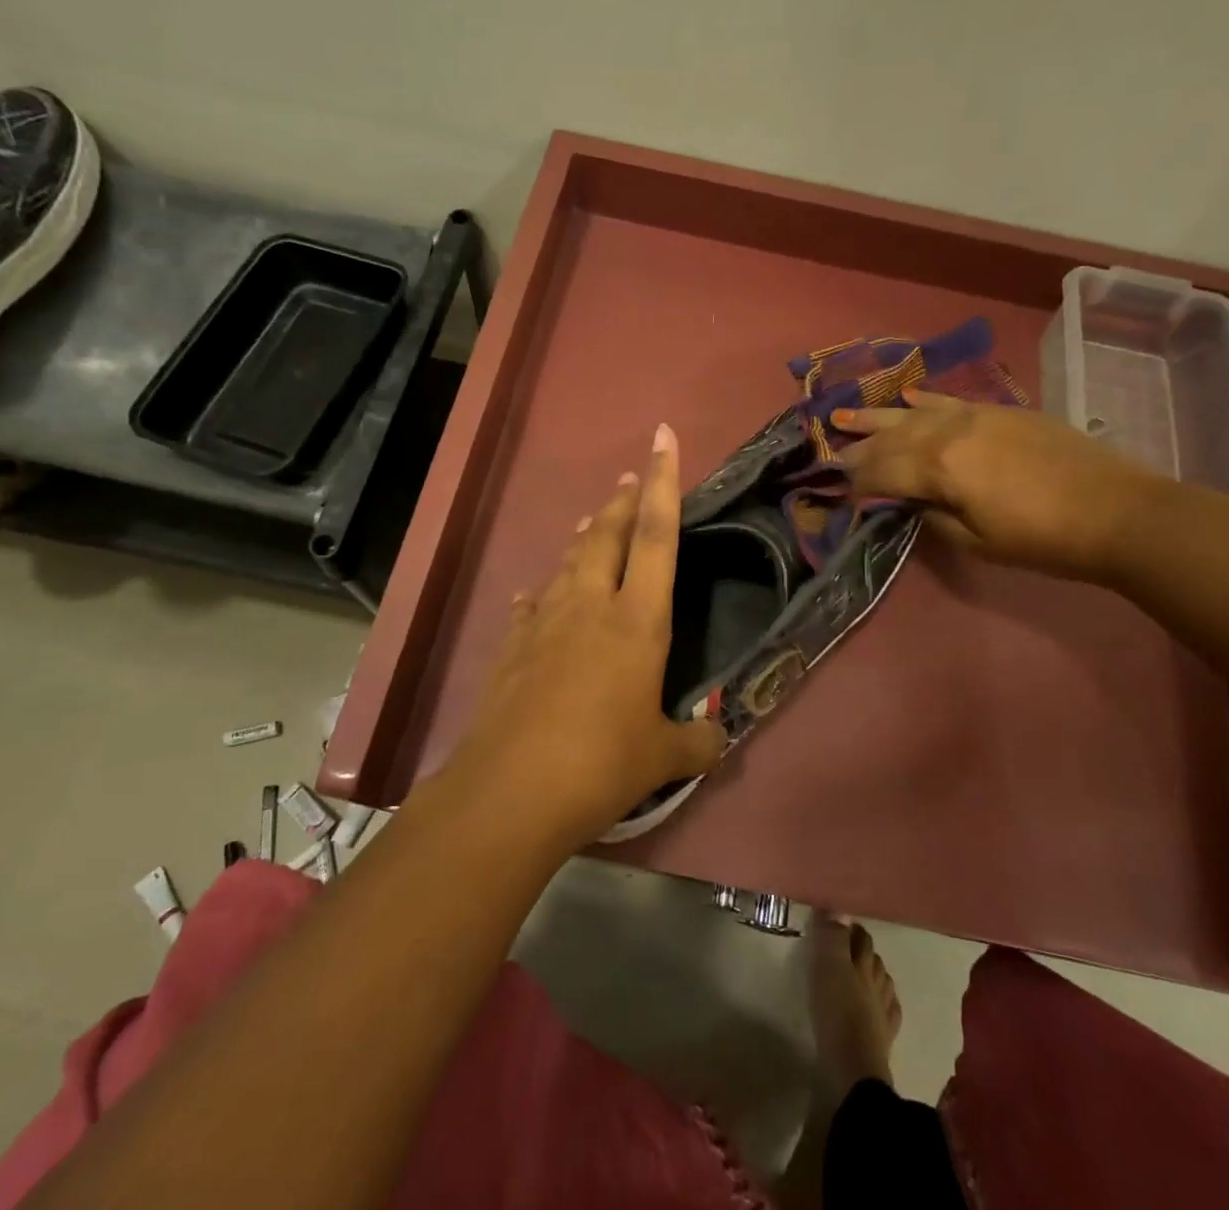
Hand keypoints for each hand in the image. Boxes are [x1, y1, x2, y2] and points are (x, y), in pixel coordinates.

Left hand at [439, 423, 726, 849]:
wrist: (510, 791)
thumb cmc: (600, 764)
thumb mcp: (662, 758)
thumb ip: (696, 741)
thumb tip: (718, 737)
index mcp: (637, 620)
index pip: (658, 536)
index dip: (665, 483)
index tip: (662, 437)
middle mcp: (590, 605)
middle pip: (609, 536)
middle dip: (624, 502)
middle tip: (631, 478)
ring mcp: (545, 621)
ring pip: (569, 562)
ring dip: (587, 538)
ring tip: (597, 522)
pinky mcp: (513, 645)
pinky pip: (534, 604)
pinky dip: (544, 592)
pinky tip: (540, 595)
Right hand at [834, 391, 1161, 581]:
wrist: (1117, 511)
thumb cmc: (1042, 539)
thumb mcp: (976, 543)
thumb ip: (931, 518)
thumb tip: (905, 503)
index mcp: (939, 467)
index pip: (881, 472)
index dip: (856, 484)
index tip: (838, 493)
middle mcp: (948, 432)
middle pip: (890, 439)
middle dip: (857, 448)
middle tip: (830, 455)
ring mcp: (975, 415)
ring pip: (912, 414)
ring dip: (876, 417)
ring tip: (842, 414)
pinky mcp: (999, 411)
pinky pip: (949, 401)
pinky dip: (922, 400)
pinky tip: (904, 399)